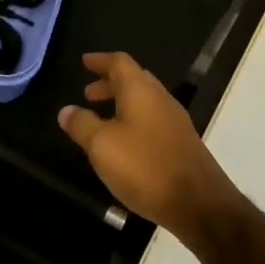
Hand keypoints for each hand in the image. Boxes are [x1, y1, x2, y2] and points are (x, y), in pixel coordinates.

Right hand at [58, 52, 248, 250]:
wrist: (198, 203)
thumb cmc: (144, 166)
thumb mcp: (102, 145)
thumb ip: (82, 124)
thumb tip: (66, 110)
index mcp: (141, 91)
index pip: (120, 62)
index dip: (101, 60)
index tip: (84, 62)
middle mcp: (161, 99)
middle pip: (134, 80)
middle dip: (110, 83)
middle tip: (88, 93)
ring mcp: (175, 122)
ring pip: (145, 102)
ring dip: (121, 104)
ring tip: (101, 119)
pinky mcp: (181, 144)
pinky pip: (153, 121)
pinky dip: (133, 121)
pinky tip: (124, 144)